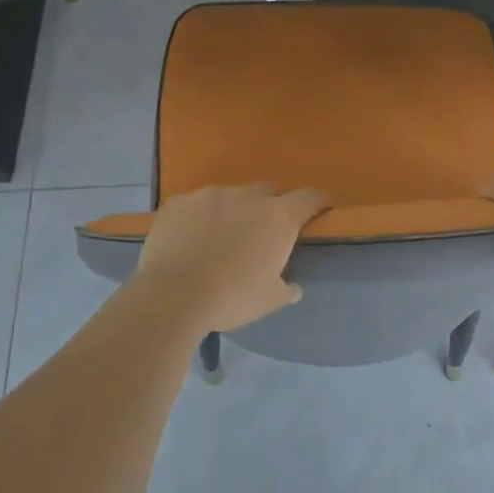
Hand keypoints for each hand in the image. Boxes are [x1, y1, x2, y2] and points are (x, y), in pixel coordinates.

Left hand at [133, 185, 329, 332]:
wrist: (172, 295)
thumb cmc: (231, 298)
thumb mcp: (269, 301)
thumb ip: (286, 289)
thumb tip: (293, 288)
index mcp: (277, 217)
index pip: (309, 198)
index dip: (318, 202)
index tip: (322, 208)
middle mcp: (247, 196)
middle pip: (268, 191)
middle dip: (271, 206)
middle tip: (264, 231)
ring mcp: (209, 195)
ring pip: (230, 196)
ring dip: (233, 211)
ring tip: (222, 236)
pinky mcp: (178, 202)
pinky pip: (196, 204)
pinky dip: (199, 217)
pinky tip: (191, 238)